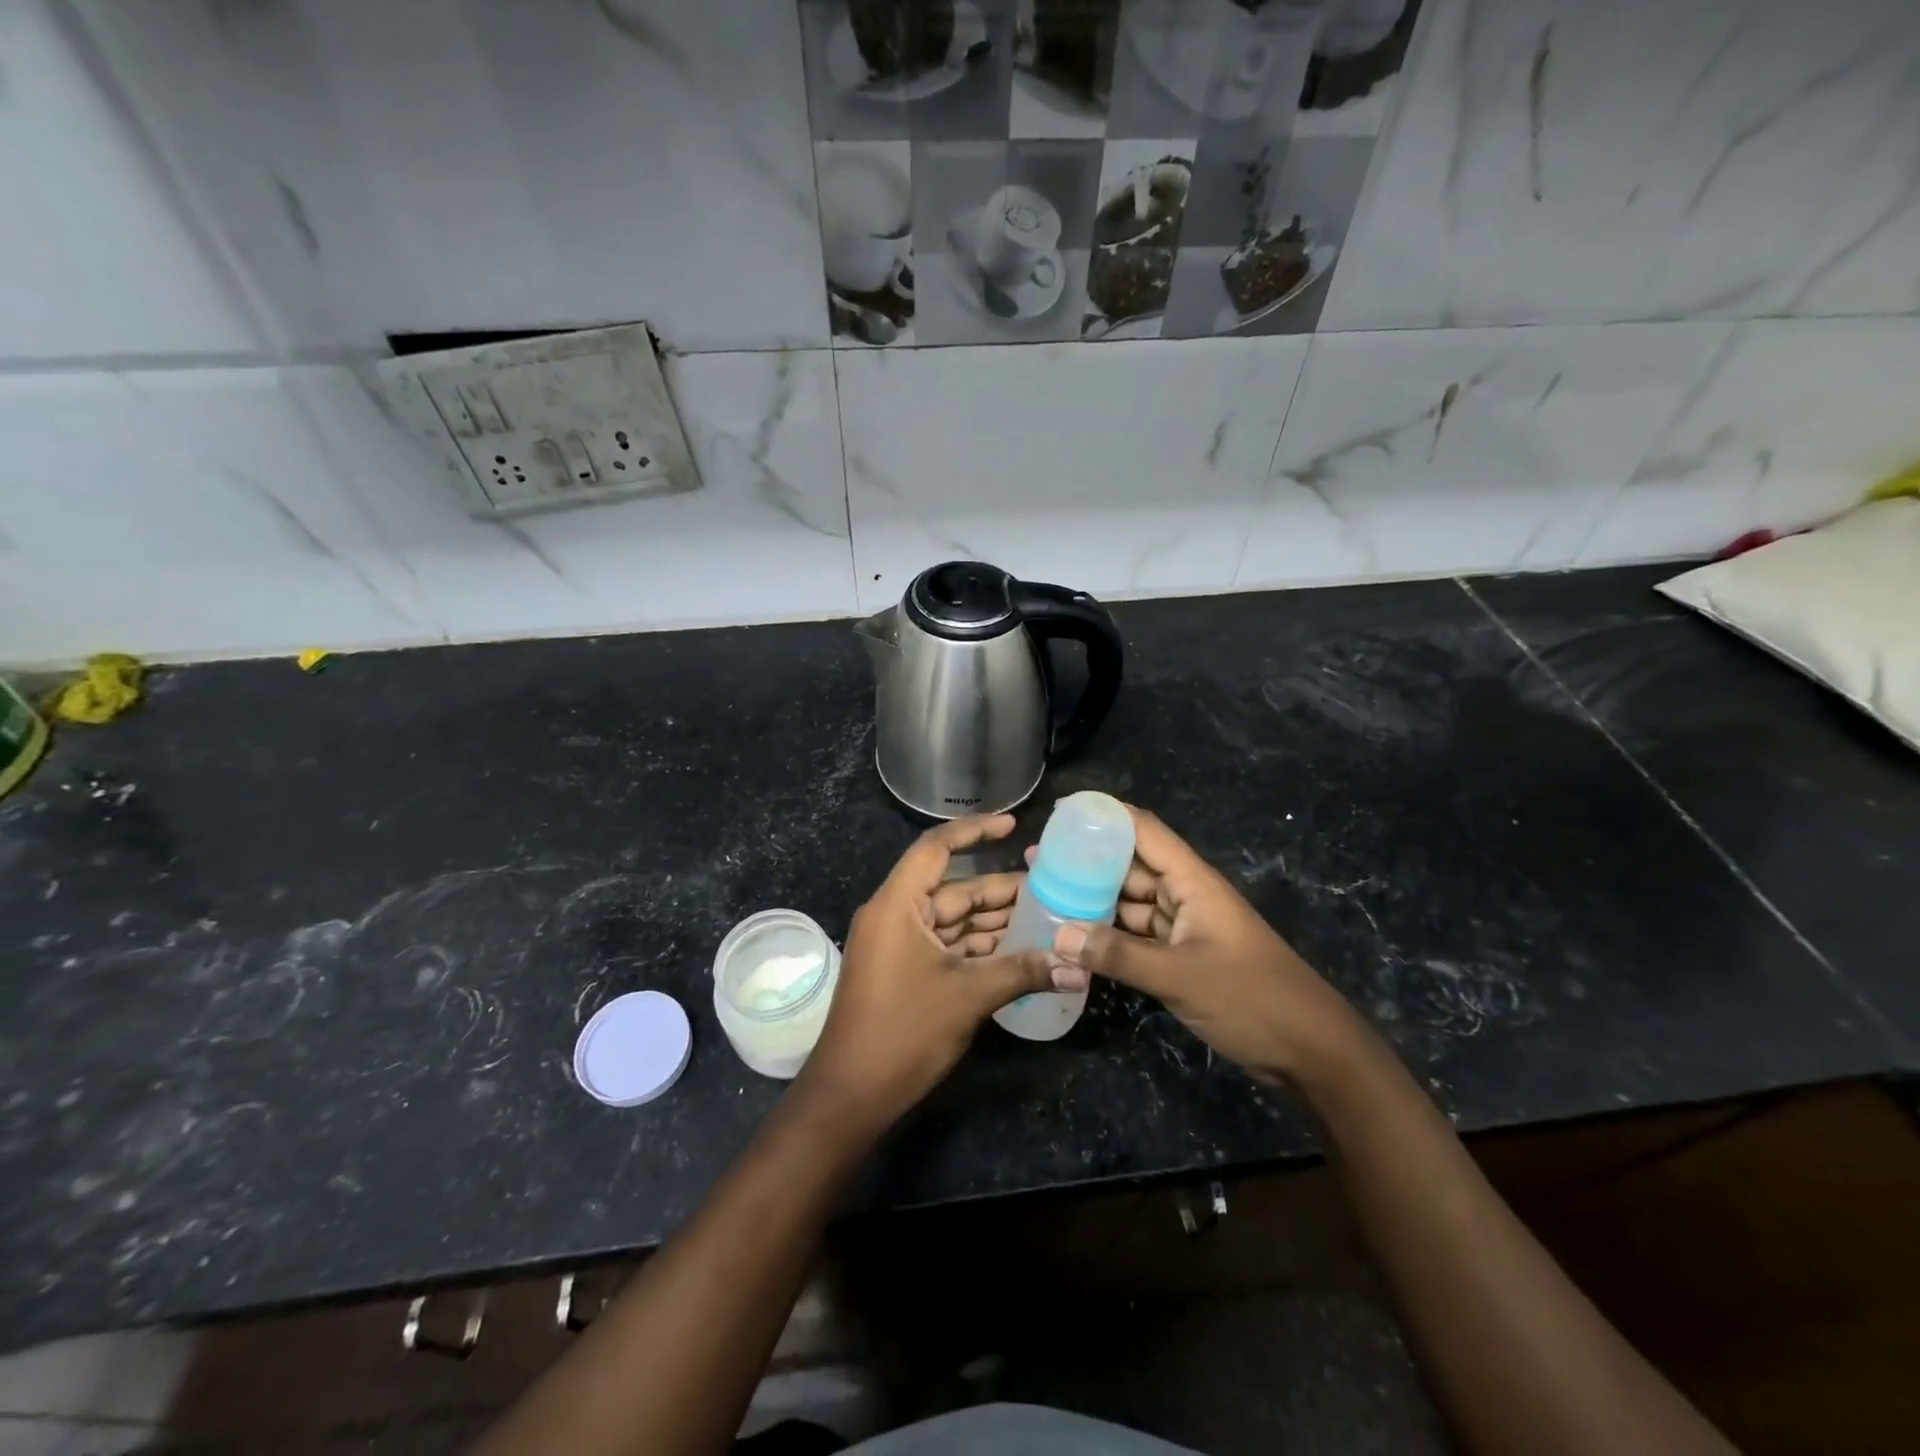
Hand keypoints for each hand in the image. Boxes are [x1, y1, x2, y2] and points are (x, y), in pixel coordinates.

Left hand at [799, 814, 1051, 1127]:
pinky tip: (1018, 950)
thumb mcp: (967, 997)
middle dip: (1000, 890)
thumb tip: (1079, 967)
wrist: (851, 1095)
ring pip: (953, 920)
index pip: (935, 849)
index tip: (1012, 825)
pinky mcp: (905, 970)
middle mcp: (895, 915)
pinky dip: (979, 946)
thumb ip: (1023, 972)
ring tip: (1045, 917)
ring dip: (994, 921)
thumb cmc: (902, 1032)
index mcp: (897, 905)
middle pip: (953, 889)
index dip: (974, 831)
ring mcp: (898, 945)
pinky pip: (947, 945)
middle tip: (1051, 888)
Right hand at [1047, 806, 1362, 1083]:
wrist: (1310, 1052)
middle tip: (1036, 861)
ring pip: (1130, 902)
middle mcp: (1185, 895)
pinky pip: (1137, 935)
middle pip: (1130, 865)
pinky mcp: (1182, 957)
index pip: (1143, 830)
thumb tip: (1057, 936)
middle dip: (1086, 861)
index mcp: (1192, 881)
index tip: (1059, 813)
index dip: (1104, 815)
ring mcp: (1184, 927)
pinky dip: (1109, 935)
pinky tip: (1075, 938)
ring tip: (1045, 895)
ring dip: (1093, 900)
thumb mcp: (1179, 976)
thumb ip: (1117, 955)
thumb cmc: (1250, 998)